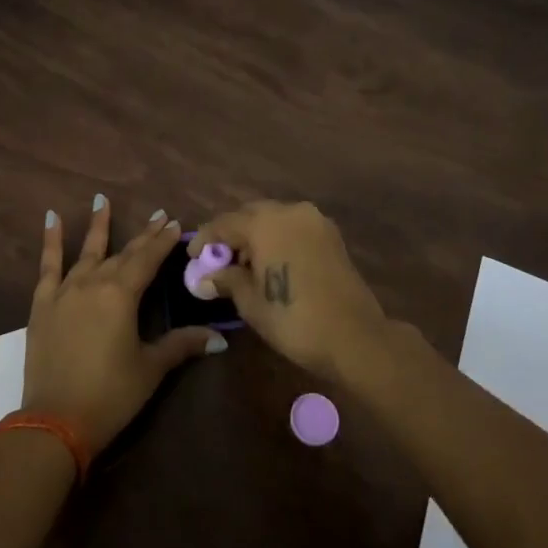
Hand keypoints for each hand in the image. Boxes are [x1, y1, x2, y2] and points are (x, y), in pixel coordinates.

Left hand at [24, 197, 226, 452]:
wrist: (55, 421)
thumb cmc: (110, 394)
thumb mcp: (150, 368)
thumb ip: (181, 345)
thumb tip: (219, 338)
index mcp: (122, 295)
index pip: (148, 259)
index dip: (162, 241)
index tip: (174, 223)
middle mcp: (94, 283)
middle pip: (123, 254)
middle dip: (143, 236)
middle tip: (157, 216)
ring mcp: (65, 291)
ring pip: (86, 252)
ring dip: (97, 225)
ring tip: (101, 199)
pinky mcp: (42, 305)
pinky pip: (48, 266)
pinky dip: (51, 241)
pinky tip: (51, 218)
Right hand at [189, 200, 387, 383]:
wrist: (355, 336)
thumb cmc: (294, 319)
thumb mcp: (251, 302)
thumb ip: (226, 280)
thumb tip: (205, 277)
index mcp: (265, 223)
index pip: (224, 223)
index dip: (205, 239)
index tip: (192, 256)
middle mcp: (289, 211)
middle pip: (249, 215)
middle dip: (231, 234)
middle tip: (217, 260)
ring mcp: (314, 220)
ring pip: (273, 218)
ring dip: (255, 235)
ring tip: (243, 264)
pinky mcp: (330, 234)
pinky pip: (293, 227)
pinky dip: (277, 238)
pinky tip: (270, 262)